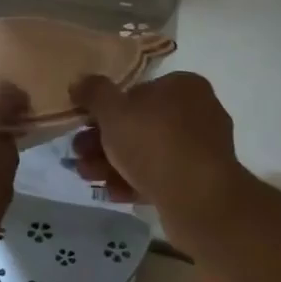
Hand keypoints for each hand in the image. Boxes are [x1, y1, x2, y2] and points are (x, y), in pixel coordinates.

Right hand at [69, 72, 247, 228]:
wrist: (198, 199)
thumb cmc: (155, 143)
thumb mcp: (113, 111)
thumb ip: (94, 92)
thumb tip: (80, 82)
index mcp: (184, 87)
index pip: (137, 90)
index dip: (106, 107)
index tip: (83, 125)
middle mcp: (198, 112)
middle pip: (140, 123)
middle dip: (104, 141)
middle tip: (79, 153)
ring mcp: (201, 149)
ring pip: (148, 152)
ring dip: (113, 163)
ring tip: (86, 175)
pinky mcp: (201, 182)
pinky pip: (162, 176)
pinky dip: (135, 181)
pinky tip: (111, 192)